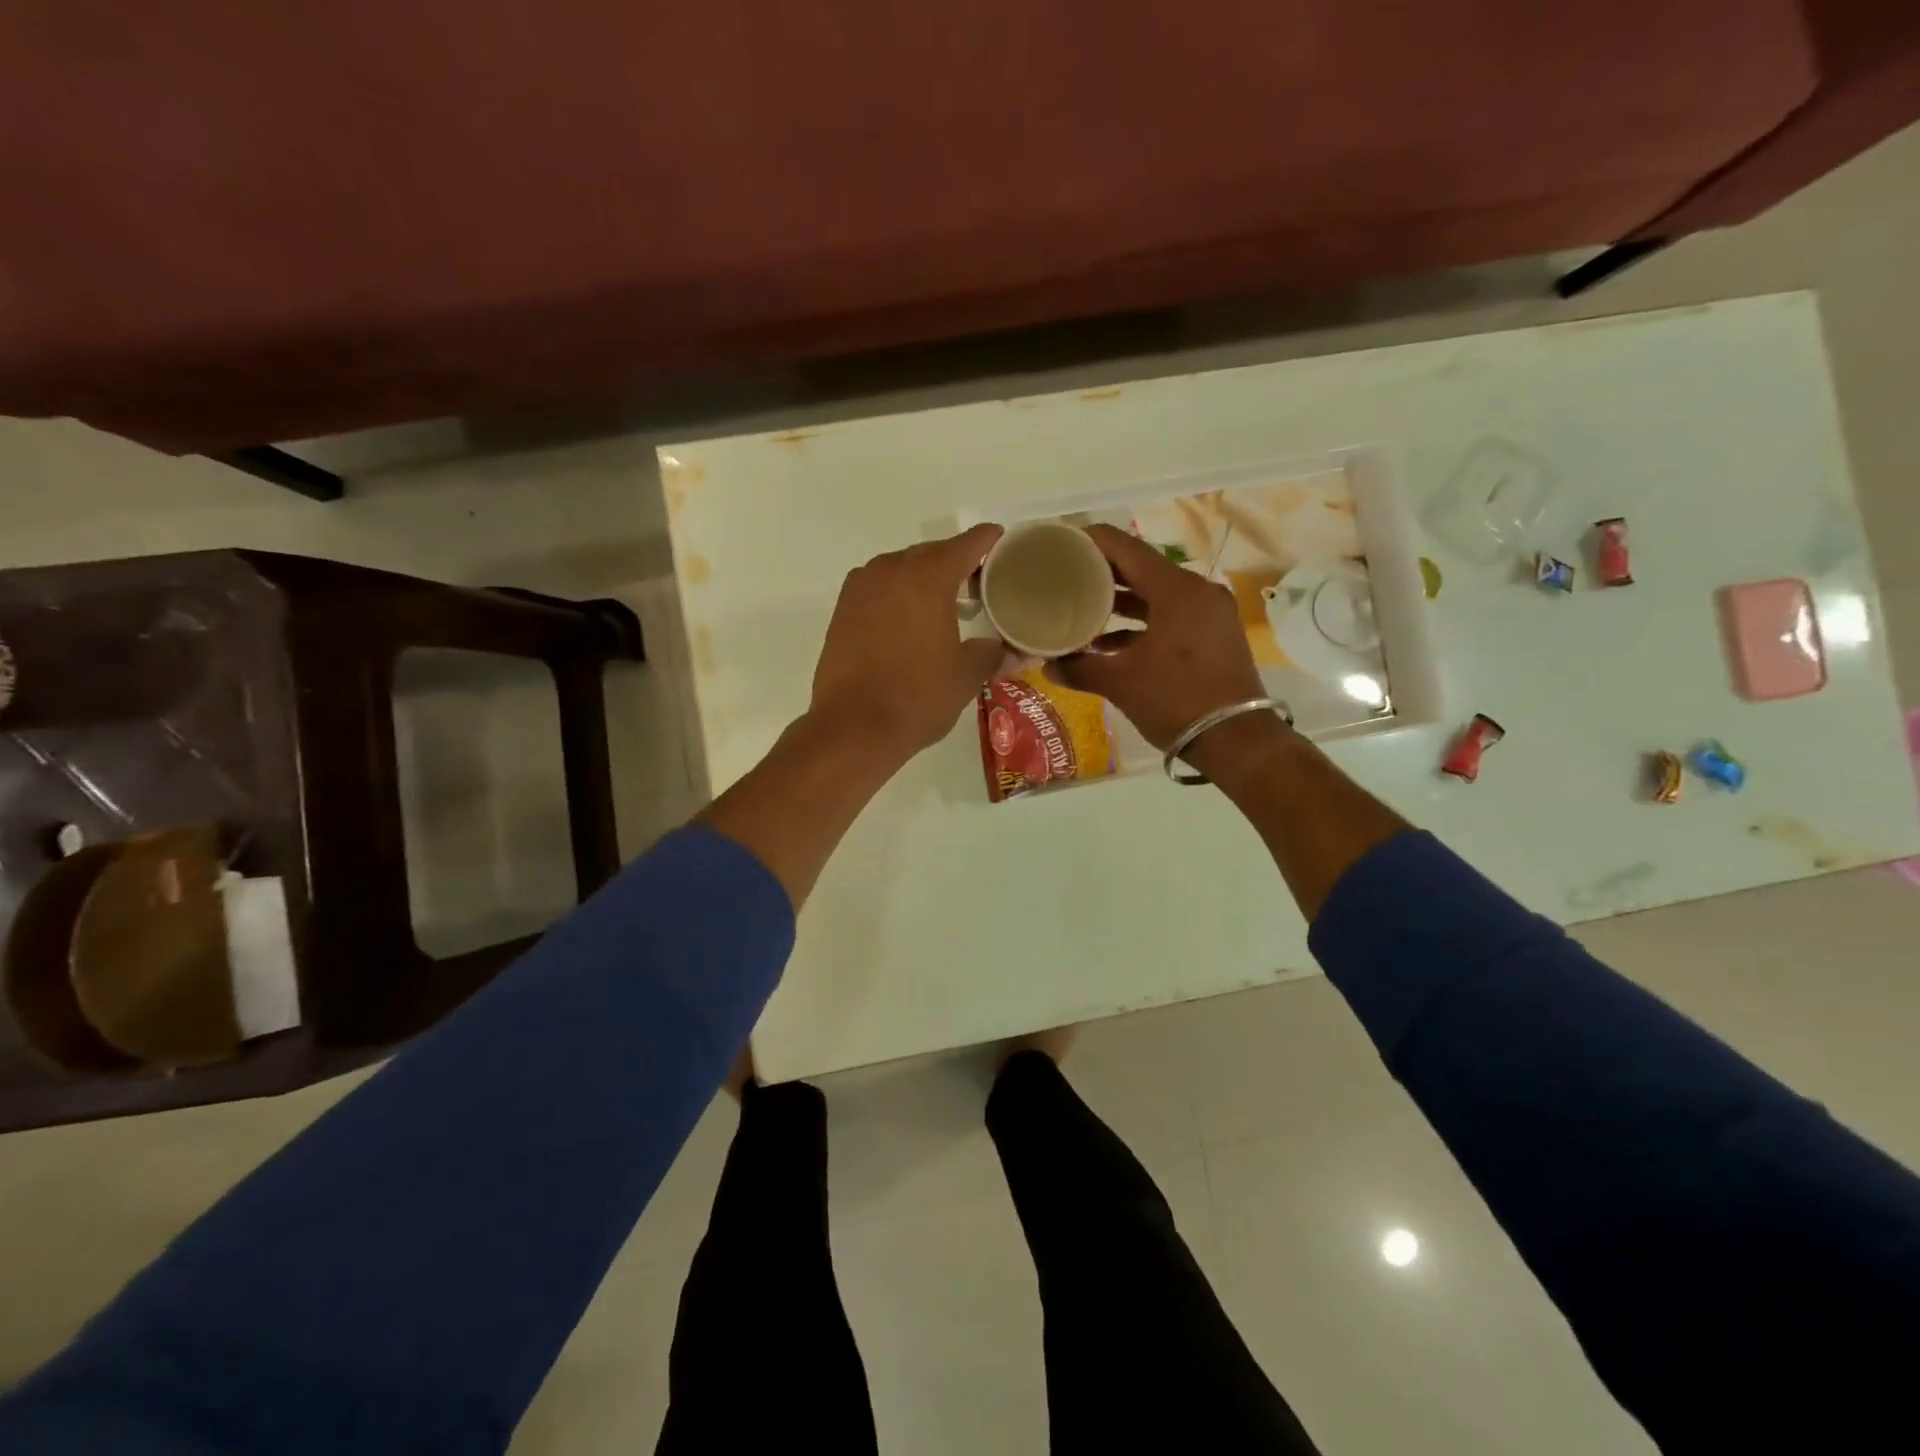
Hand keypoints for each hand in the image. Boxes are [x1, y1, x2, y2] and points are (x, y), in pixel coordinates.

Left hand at [810, 523, 1006, 761]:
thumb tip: (1013, 650)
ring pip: (902, 570)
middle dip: (958, 565)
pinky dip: (898, 596)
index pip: (968, 544)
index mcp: (928, 576)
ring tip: (947, 607)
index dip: (990, 541)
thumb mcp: (966, 675)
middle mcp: (891, 569)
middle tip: (982, 587)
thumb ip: (993, 653)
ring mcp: (861, 587)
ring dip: (925, 580)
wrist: (853, 726)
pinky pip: (879, 589)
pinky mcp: (842, 609)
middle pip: (933, 553)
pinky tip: (911, 623)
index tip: (1006, 545)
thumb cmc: (918, 696)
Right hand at [1047, 524, 1271, 753]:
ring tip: (1082, 608)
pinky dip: (1143, 622)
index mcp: (1176, 590)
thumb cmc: (1175, 700)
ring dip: (1121, 601)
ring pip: (1157, 594)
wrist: (1236, 740)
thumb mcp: (1120, 682)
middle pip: (1142, 568)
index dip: (1092, 541)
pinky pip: (1172, 615)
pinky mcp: (1214, 634)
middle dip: (1103, 573)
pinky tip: (1110, 643)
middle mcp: (1197, 591)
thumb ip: (1080, 667)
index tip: (1062, 543)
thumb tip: (1047, 665)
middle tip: (1066, 575)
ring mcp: (1210, 613)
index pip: (1126, 548)